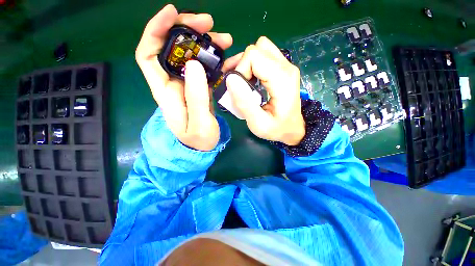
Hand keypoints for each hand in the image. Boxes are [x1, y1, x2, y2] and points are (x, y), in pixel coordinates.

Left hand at [135, 4, 240, 150]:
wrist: (203, 147)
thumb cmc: (198, 141)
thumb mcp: (198, 124)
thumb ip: (196, 97)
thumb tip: (195, 64)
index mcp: (166, 91)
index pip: (149, 54)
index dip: (155, 30)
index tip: (172, 12)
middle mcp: (175, 83)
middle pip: (174, 49)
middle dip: (188, 30)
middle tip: (210, 24)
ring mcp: (189, 84)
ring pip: (193, 56)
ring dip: (208, 44)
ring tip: (226, 40)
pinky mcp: (201, 88)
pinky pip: (208, 69)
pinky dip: (218, 61)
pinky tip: (231, 59)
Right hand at [225, 37, 304, 145]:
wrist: (293, 129)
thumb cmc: (277, 129)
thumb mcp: (258, 123)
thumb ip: (244, 103)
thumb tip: (230, 79)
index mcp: (282, 79)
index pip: (254, 55)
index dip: (240, 69)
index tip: (238, 89)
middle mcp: (286, 67)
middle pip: (257, 48)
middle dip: (241, 64)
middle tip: (236, 83)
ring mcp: (286, 66)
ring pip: (260, 49)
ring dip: (246, 63)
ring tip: (241, 81)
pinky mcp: (283, 69)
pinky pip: (264, 56)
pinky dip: (252, 65)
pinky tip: (250, 80)